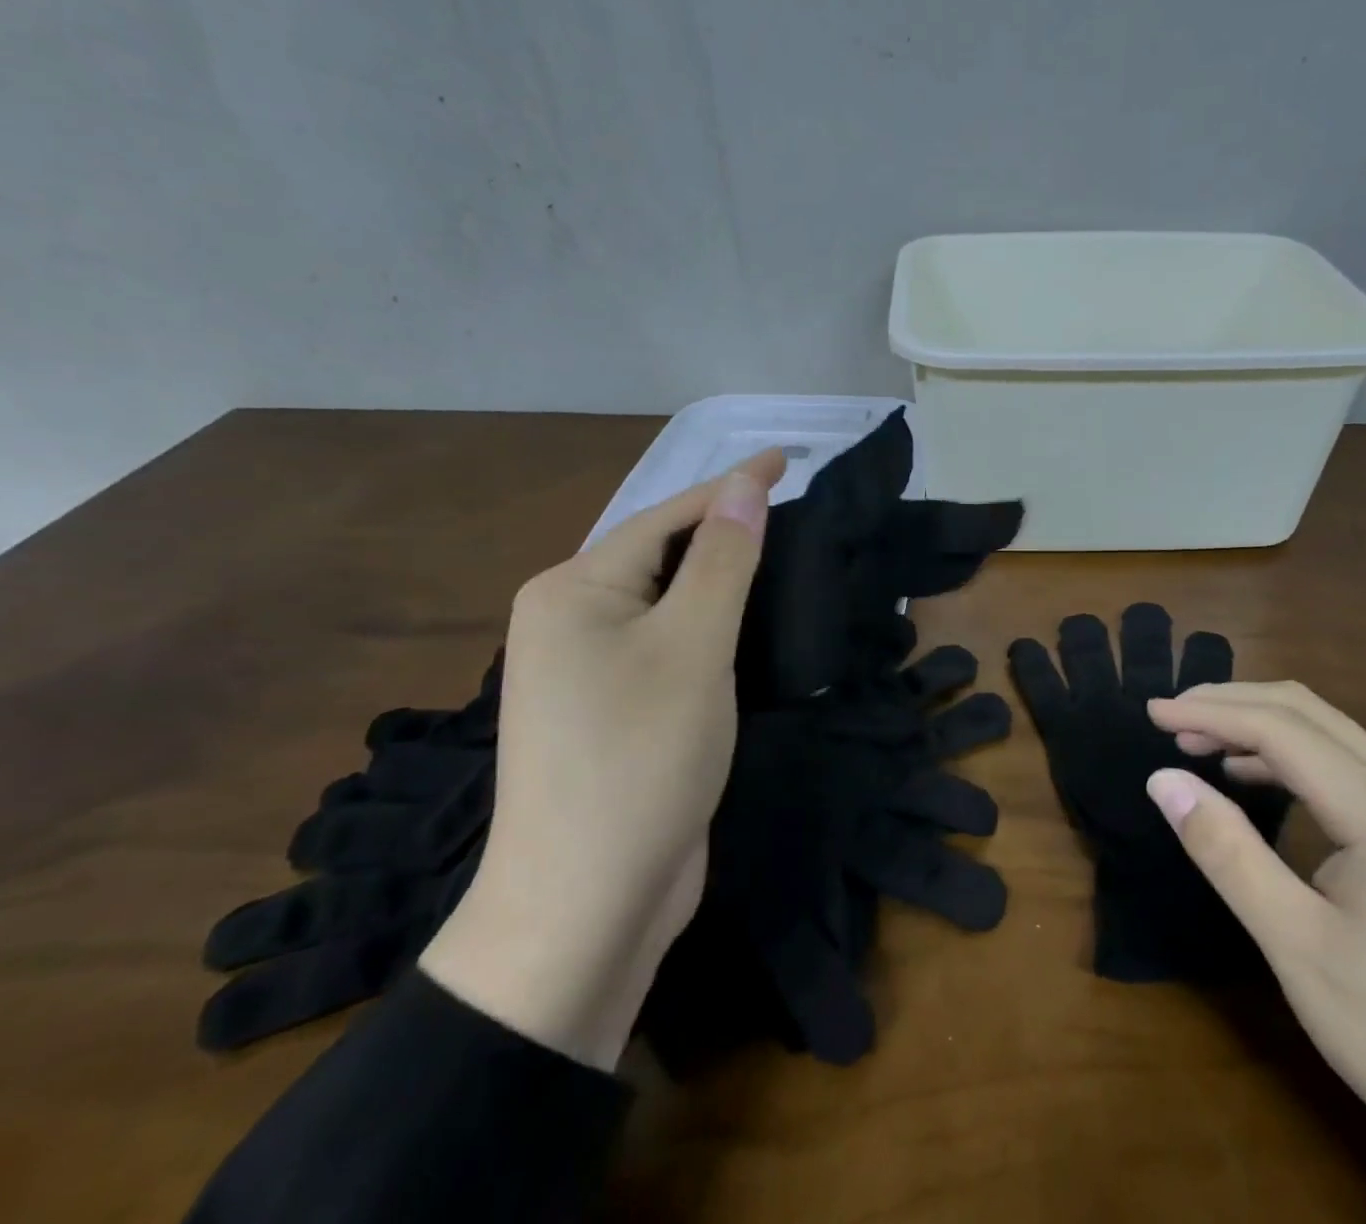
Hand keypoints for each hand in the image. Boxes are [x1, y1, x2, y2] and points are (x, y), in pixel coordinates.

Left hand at [421, 448, 784, 1069]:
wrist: (586, 908)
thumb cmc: (639, 760)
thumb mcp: (692, 647)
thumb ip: (722, 560)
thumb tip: (744, 485)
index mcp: (573, 591)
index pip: (666, 516)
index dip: (730, 485)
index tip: (788, 457)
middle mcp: (570, 621)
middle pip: (663, 554)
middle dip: (726, 530)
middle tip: (795, 511)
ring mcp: (589, 671)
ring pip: (669, 602)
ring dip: (723, 579)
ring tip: (783, 555)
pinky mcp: (615, 711)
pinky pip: (669, 646)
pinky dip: (712, 627)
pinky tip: (751, 625)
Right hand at [1144, 682, 1365, 1223]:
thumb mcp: (1296, 944)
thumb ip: (1226, 852)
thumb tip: (1163, 780)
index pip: (1279, 729)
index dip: (1209, 712)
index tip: (1150, 713)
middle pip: (1307, 712)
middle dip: (1232, 704)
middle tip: (1169, 719)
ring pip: (1328, 734)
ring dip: (1259, 726)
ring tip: (1198, 742)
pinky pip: (1344, 768)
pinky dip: (1288, 758)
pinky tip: (1254, 779)